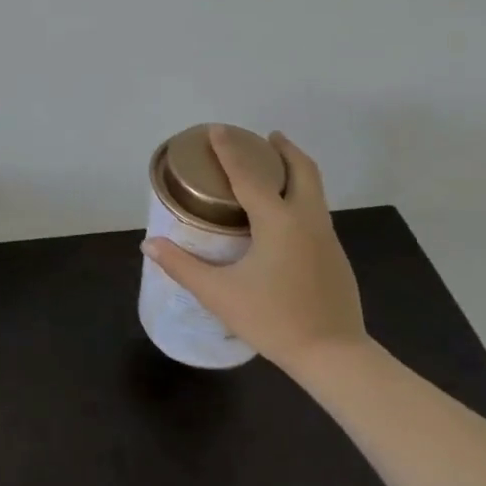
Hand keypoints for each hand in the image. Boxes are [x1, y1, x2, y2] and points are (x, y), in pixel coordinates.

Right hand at [143, 128, 367, 379]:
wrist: (334, 356)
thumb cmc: (273, 320)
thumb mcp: (219, 294)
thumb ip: (182, 266)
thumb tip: (149, 245)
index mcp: (278, 221)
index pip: (249, 174)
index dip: (230, 150)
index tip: (217, 129)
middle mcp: (307, 220)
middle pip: (302, 170)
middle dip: (284, 149)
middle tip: (266, 137)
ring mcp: (327, 237)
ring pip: (315, 190)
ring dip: (295, 171)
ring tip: (273, 169)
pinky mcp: (335, 256)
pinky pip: (317, 211)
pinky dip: (300, 196)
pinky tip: (284, 218)